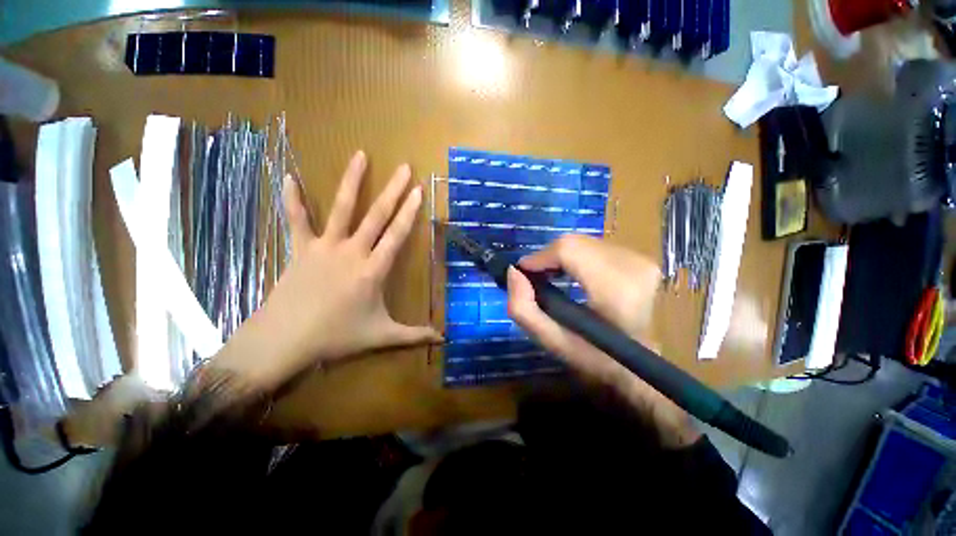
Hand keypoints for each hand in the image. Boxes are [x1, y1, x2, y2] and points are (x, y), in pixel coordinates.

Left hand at [216, 151, 439, 390]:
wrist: (284, 340)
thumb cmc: (336, 337)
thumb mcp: (381, 336)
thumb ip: (414, 336)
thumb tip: (442, 340)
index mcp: (373, 270)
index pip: (396, 235)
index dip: (409, 213)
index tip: (419, 191)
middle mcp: (352, 252)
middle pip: (376, 216)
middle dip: (393, 191)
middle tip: (404, 168)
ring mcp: (324, 247)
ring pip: (341, 208)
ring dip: (352, 182)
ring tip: (360, 156)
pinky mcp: (301, 249)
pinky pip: (297, 220)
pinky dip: (292, 199)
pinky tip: (288, 176)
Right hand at [507, 234, 698, 446]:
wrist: (642, 363)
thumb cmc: (595, 357)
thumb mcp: (552, 342)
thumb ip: (523, 309)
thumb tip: (513, 272)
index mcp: (616, 290)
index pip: (568, 250)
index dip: (540, 257)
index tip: (525, 273)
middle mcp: (633, 265)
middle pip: (573, 243)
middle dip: (548, 257)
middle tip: (538, 278)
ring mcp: (640, 259)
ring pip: (582, 242)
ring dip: (561, 257)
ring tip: (553, 277)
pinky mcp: (640, 257)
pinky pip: (594, 246)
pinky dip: (576, 256)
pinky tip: (573, 274)